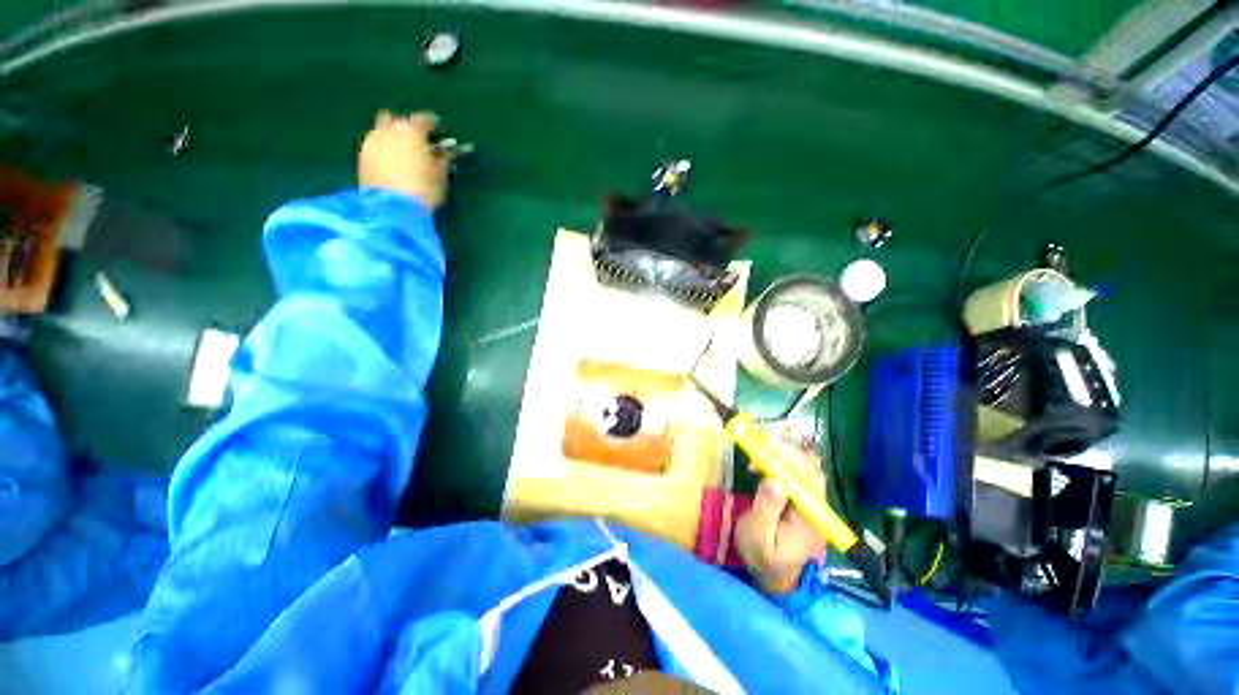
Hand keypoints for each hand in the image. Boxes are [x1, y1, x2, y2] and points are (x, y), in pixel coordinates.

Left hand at [359, 110, 450, 208]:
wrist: (393, 209)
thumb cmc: (423, 190)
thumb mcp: (440, 176)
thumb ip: (443, 159)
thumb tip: (447, 153)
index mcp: (411, 130)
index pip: (424, 119)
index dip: (433, 125)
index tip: (438, 132)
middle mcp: (389, 129)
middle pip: (397, 120)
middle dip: (407, 127)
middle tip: (417, 141)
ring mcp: (372, 141)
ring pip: (382, 130)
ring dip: (392, 136)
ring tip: (401, 152)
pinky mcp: (362, 156)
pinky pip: (374, 144)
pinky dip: (383, 148)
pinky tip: (390, 162)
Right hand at [736, 447, 828, 594]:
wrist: (772, 576)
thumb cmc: (762, 558)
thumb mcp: (758, 537)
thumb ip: (767, 508)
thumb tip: (775, 479)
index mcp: (810, 519)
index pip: (810, 481)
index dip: (790, 461)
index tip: (765, 452)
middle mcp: (817, 508)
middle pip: (811, 471)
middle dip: (786, 455)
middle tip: (759, 451)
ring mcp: (811, 504)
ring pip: (805, 470)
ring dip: (782, 458)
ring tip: (757, 461)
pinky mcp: (801, 502)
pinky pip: (796, 476)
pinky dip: (780, 465)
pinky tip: (763, 467)